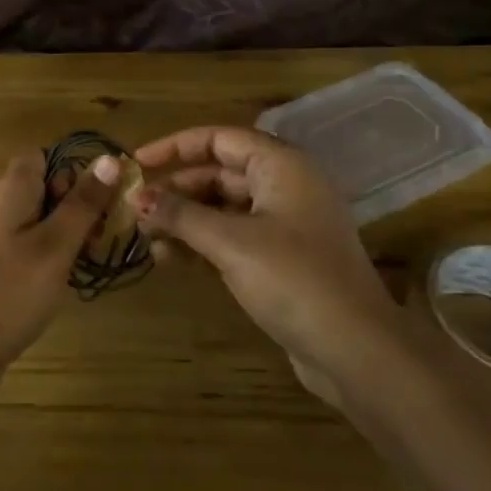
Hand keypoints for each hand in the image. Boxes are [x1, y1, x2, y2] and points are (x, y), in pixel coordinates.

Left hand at [0, 150, 120, 390]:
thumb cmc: (10, 292)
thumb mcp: (56, 245)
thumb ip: (83, 203)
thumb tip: (110, 158)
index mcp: (11, 190)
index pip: (41, 155)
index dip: (72, 169)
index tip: (95, 200)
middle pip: (42, 185)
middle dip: (75, 203)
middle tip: (97, 236)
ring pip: (37, 217)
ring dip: (65, 231)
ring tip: (84, 260)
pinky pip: (25, 242)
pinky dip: (48, 252)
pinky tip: (60, 279)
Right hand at [130, 126, 398, 389]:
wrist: (356, 351)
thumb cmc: (294, 280)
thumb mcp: (231, 243)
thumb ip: (181, 215)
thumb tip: (135, 198)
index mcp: (281, 165)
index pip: (218, 139)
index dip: (174, 147)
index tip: (136, 164)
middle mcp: (285, 185)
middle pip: (218, 173)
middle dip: (176, 190)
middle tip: (134, 210)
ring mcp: (285, 223)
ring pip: (223, 207)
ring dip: (185, 220)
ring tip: (146, 240)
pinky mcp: (282, 257)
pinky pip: (233, 236)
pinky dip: (203, 242)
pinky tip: (171, 260)